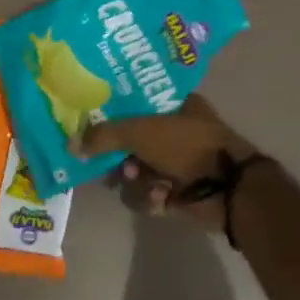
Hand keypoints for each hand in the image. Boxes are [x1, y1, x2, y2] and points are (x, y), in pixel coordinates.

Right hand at [74, 95, 258, 231]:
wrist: (228, 190)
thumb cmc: (187, 145)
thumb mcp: (141, 132)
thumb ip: (103, 136)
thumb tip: (70, 144)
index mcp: (174, 104)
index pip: (133, 101)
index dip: (111, 112)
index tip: (90, 122)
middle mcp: (174, 131)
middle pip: (129, 141)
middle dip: (120, 156)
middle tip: (110, 162)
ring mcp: (176, 163)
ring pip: (135, 171)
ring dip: (135, 179)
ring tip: (143, 180)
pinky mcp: (176, 192)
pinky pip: (148, 194)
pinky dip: (151, 197)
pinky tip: (162, 198)